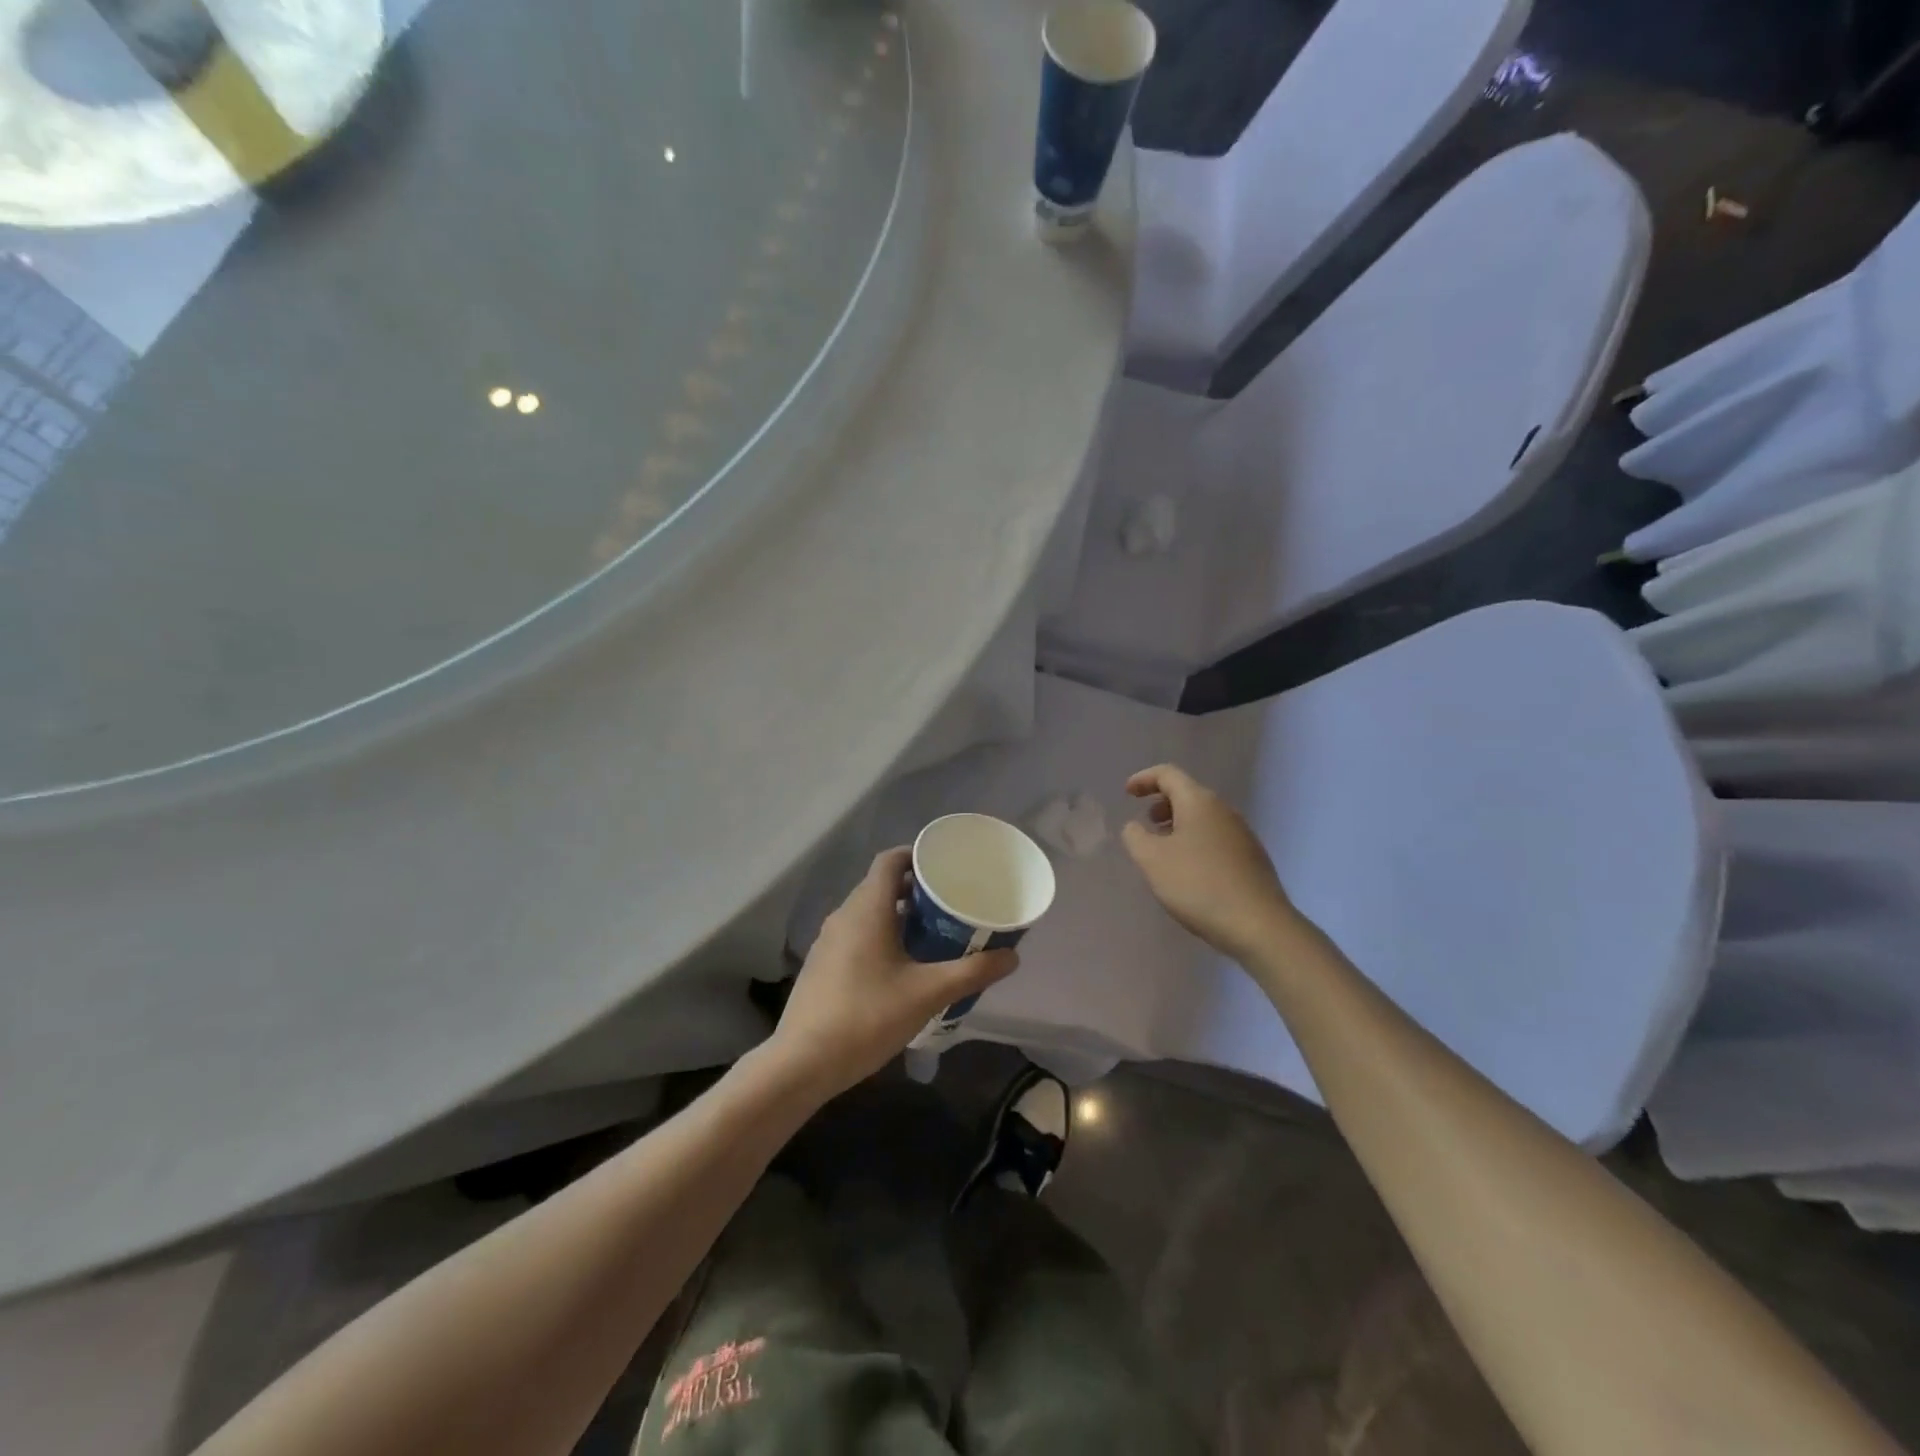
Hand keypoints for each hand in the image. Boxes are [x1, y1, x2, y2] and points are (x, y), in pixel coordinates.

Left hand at [771, 848, 1018, 1097]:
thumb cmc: (868, 1016)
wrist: (803, 1062)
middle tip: (949, 903)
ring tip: (931, 933)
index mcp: (867, 908)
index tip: (944, 866)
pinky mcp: (821, 964)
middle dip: (914, 889)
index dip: (916, 855)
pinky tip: (900, 966)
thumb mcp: (928, 993)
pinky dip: (879, 935)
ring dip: (897, 914)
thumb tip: (1012, 956)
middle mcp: (844, 915)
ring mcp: (828, 941)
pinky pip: (855, 934)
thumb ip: (972, 972)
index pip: (890, 860)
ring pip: (867, 912)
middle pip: (880, 885)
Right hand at [1121, 763, 1297, 961]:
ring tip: (1163, 849)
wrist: (1258, 925)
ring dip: (1179, 825)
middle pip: (1188, 794)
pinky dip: (1195, 842)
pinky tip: (1189, 870)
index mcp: (1199, 802)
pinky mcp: (1251, 858)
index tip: (1127, 793)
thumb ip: (1135, 836)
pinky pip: (1216, 838)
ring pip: (1203, 817)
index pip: (1168, 774)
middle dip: (1162, 803)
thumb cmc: (1198, 885)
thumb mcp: (1152, 860)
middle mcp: (1224, 811)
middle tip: (1146, 822)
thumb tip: (1135, 826)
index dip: (1144, 779)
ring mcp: (1242, 834)